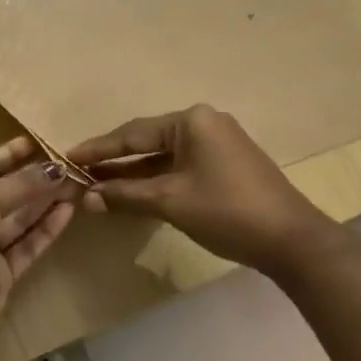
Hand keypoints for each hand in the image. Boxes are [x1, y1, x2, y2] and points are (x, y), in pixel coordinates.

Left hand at [0, 137, 76, 349]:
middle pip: (4, 194)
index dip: (9, 156)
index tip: (38, 143)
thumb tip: (55, 168)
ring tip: (76, 184)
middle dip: (34, 180)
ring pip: (19, 220)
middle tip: (68, 165)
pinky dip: (46, 229)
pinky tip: (67, 211)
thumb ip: (19, 185)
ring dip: (45, 202)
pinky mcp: (2, 275)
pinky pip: (27, 245)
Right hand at [70, 105, 334, 274]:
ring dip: (134, 173)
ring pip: (163, 156)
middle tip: (79, 173)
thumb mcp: (170, 201)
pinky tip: (133, 192)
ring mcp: (217, 143)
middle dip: (114, 161)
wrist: (292, 240)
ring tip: (98, 185)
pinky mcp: (225, 165)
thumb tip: (85, 197)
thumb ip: (125, 195)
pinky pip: (180, 166)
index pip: (133, 133)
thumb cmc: (227, 211)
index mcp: (191, 121)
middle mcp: (204, 123)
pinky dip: (156, 179)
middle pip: (147, 141)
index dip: (98, 149)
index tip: (68, 157)